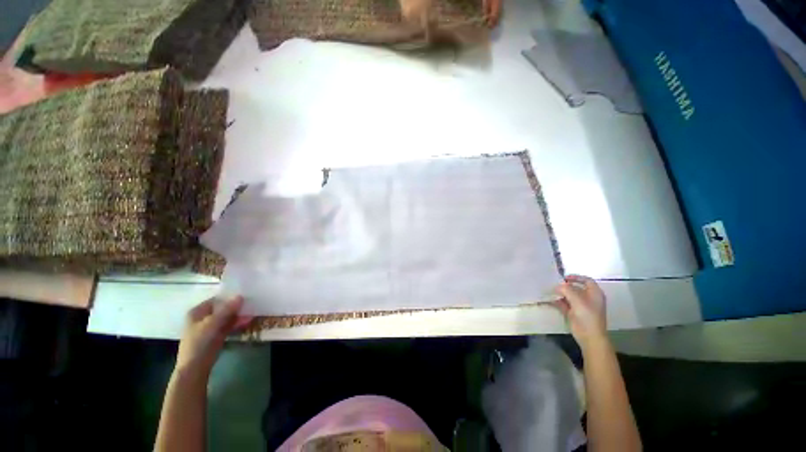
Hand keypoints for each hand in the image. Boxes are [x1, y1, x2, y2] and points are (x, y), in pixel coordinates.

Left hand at [176, 296, 244, 376]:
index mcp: (197, 312)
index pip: (216, 299)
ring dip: (239, 315)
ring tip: (253, 312)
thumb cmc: (199, 342)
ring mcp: (211, 327)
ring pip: (227, 317)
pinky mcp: (217, 335)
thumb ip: (226, 310)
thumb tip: (240, 296)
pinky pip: (229, 325)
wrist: (195, 367)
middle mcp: (204, 317)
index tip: (245, 294)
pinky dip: (238, 323)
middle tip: (252, 303)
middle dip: (236, 307)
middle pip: (223, 308)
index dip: (229, 297)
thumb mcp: (212, 324)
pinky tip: (248, 320)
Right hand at [553, 275, 607, 347]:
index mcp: (594, 293)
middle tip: (554, 283)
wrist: (589, 336)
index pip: (586, 280)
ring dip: (560, 293)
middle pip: (576, 288)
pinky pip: (564, 304)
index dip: (576, 277)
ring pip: (569, 296)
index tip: (564, 277)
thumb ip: (566, 289)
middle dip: (565, 285)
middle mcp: (588, 298)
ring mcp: (581, 306)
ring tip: (549, 290)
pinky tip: (549, 299)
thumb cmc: (587, 315)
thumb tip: (557, 286)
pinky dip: (557, 301)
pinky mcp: (574, 313)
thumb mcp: (577, 299)